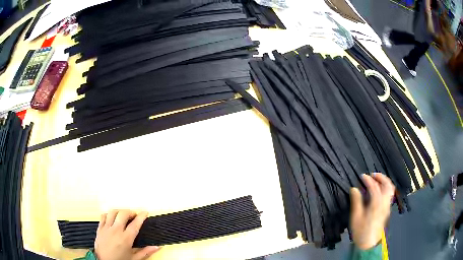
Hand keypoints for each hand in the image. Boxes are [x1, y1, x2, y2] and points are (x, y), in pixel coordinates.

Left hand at [94, 210, 160, 259]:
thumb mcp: (134, 258)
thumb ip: (146, 252)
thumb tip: (157, 247)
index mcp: (125, 239)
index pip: (135, 224)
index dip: (141, 216)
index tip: (145, 213)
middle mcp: (116, 231)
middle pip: (123, 214)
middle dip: (130, 212)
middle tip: (134, 215)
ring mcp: (106, 228)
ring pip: (112, 212)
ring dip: (119, 211)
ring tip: (123, 215)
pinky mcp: (100, 228)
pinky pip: (103, 216)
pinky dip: (109, 214)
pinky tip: (112, 217)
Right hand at [350, 173, 394, 249]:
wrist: (369, 243)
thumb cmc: (361, 231)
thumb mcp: (356, 218)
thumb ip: (356, 202)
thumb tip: (354, 189)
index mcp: (376, 204)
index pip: (374, 187)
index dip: (368, 180)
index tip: (362, 176)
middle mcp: (384, 203)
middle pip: (387, 185)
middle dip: (380, 177)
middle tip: (372, 175)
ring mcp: (387, 206)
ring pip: (390, 189)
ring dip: (384, 181)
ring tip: (376, 180)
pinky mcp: (387, 209)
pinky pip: (389, 194)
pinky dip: (385, 187)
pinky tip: (378, 190)